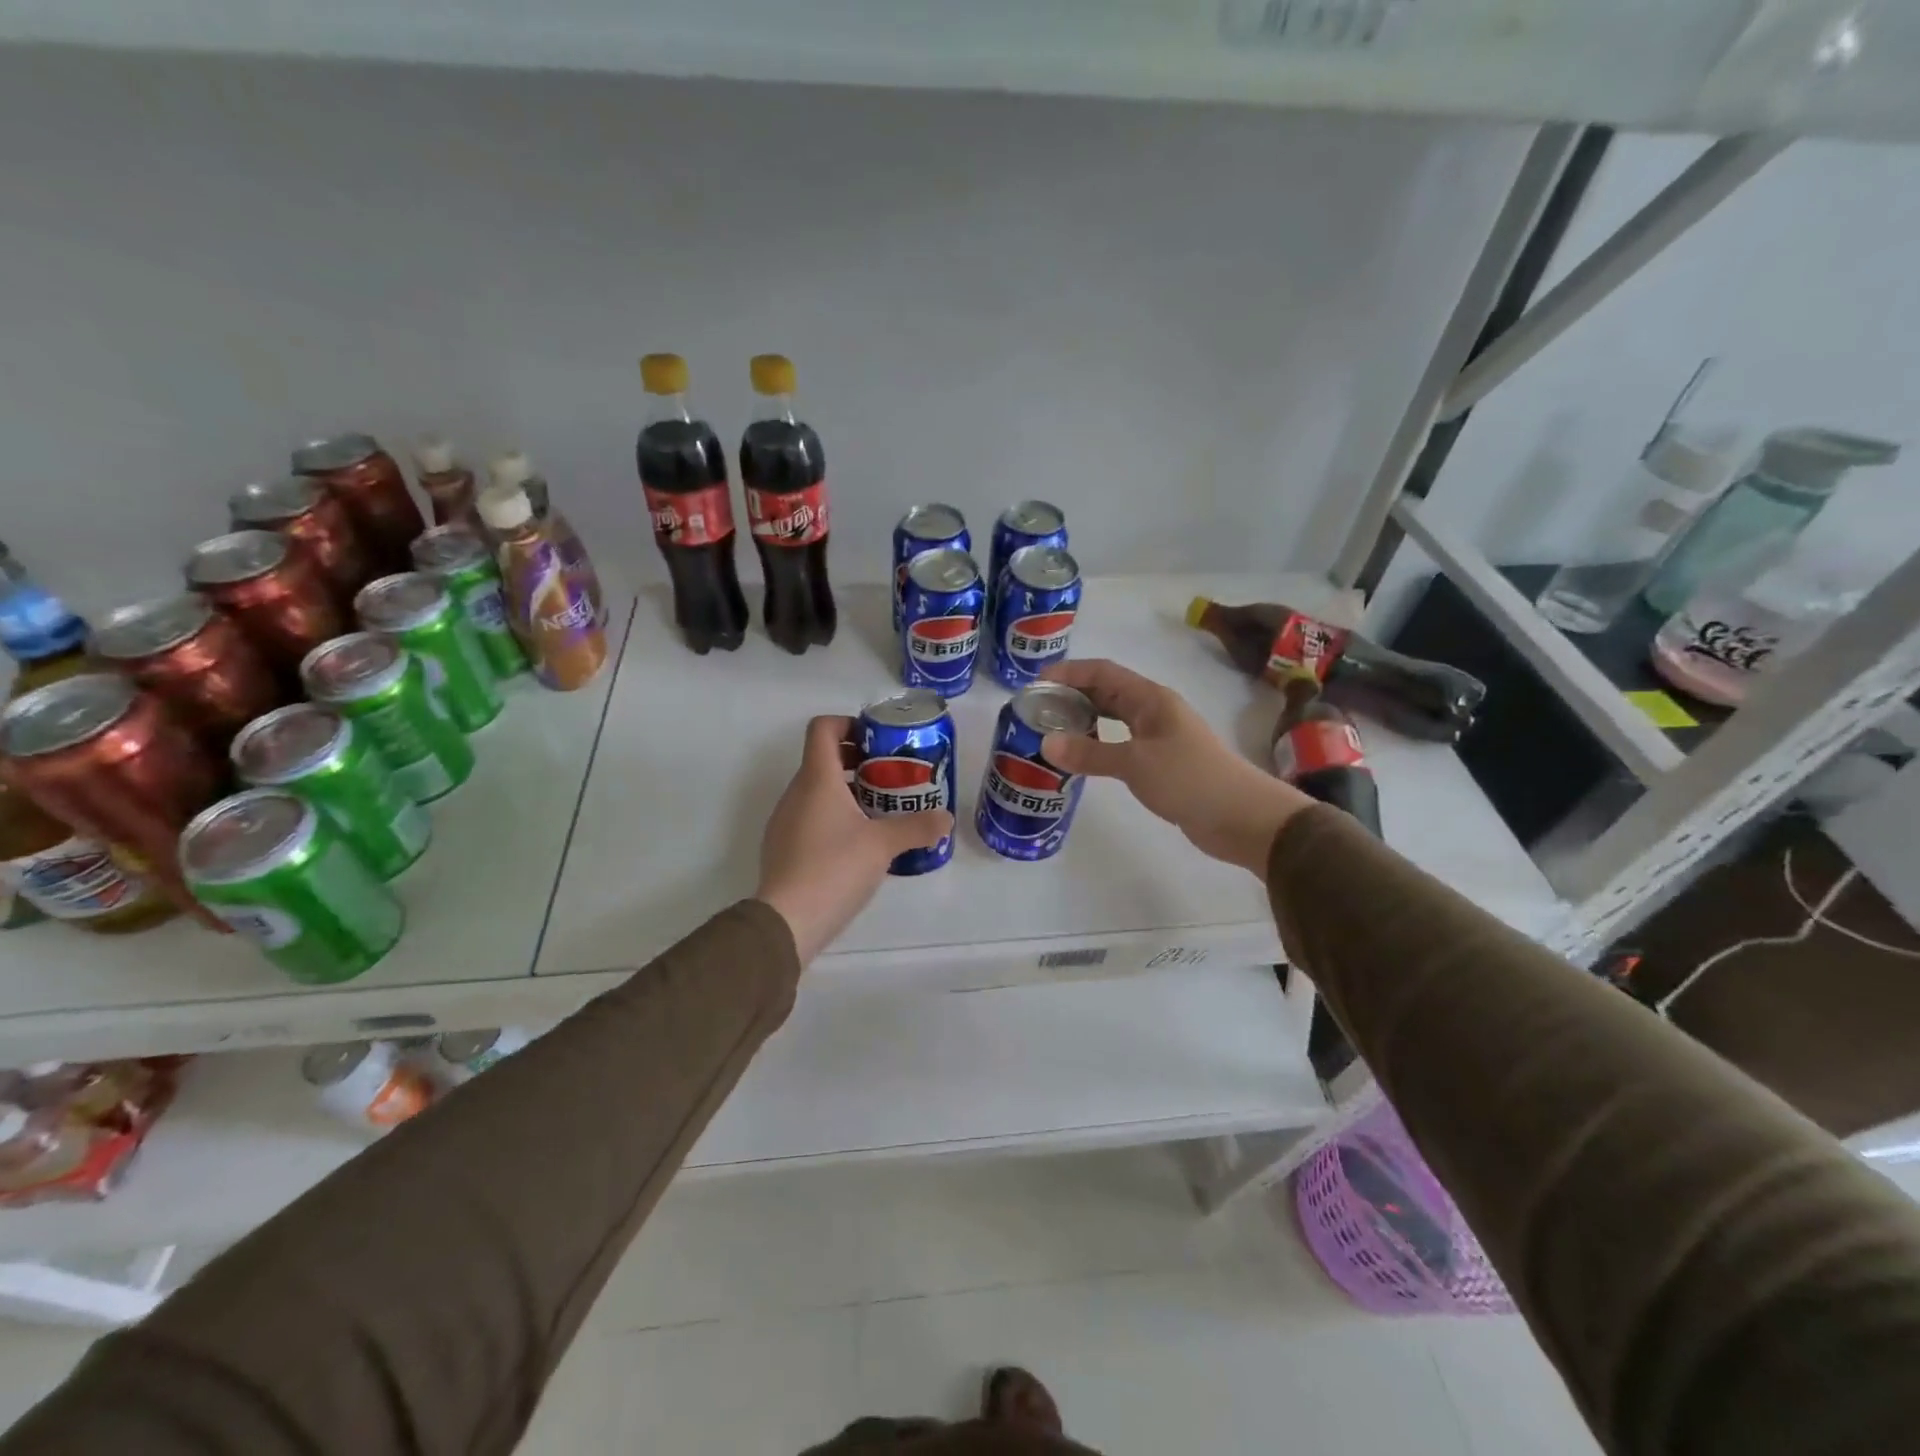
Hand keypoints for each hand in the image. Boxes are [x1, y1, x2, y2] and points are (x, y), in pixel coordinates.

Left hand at [755, 715, 953, 963]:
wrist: (787, 920)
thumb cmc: (834, 868)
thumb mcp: (883, 846)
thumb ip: (917, 827)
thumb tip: (946, 818)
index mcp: (817, 779)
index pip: (823, 728)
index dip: (848, 724)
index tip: (877, 741)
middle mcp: (796, 792)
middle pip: (823, 759)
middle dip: (858, 761)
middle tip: (891, 776)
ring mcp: (785, 820)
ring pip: (817, 790)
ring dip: (848, 791)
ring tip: (881, 811)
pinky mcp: (783, 847)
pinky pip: (810, 817)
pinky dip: (834, 817)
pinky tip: (858, 844)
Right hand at [1040, 659, 1309, 874]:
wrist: (1242, 817)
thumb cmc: (1189, 779)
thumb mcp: (1134, 764)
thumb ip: (1090, 753)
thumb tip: (1045, 743)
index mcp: (1151, 699)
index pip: (1103, 672)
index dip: (1070, 672)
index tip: (1036, 682)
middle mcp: (1154, 711)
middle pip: (1107, 692)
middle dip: (1073, 694)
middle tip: (1038, 708)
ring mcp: (1160, 736)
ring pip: (1114, 718)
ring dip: (1085, 719)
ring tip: (1052, 730)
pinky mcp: (1162, 762)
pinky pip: (1122, 743)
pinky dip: (1098, 744)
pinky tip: (1082, 757)